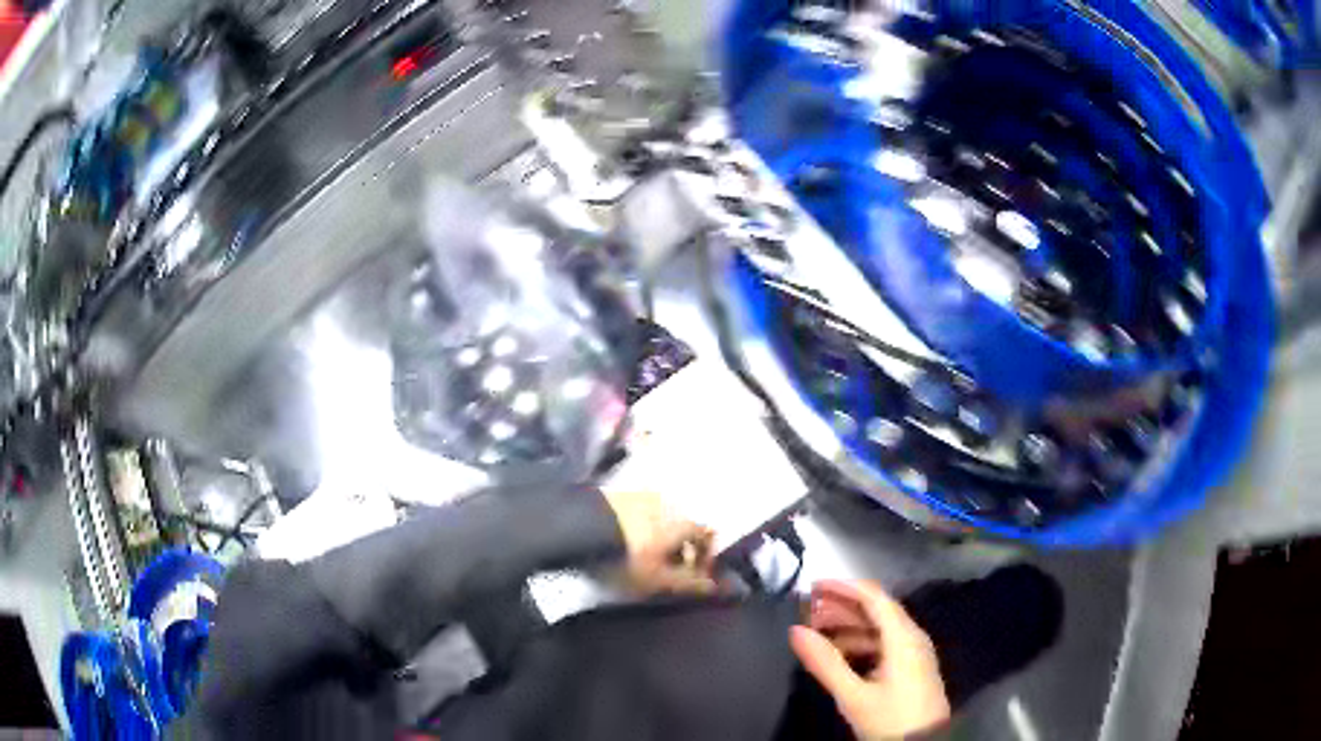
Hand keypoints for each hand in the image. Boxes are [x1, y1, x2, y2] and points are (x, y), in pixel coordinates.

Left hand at [603, 490, 717, 595]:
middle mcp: (667, 501)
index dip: (706, 556)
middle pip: (684, 526)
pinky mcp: (616, 494)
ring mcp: (640, 494)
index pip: (707, 534)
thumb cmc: (628, 557)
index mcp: (682, 519)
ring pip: (661, 519)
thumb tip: (717, 586)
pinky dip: (640, 529)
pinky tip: (623, 545)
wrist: (578, 527)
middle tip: (667, 572)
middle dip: (681, 549)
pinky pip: (639, 513)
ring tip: (643, 560)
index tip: (695, 575)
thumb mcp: (659, 579)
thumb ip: (691, 583)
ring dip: (659, 538)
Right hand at [791, 580, 950, 739]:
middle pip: (877, 609)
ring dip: (849, 625)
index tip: (813, 586)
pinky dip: (859, 641)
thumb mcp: (854, 695)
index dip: (844, 587)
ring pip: (880, 627)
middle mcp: (912, 637)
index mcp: (903, 637)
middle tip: (809, 610)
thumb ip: (825, 663)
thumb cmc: (890, 719)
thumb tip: (795, 631)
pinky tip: (839, 654)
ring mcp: (913, 652)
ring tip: (817, 632)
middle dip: (842, 606)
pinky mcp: (911, 667)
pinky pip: (884, 643)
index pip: (874, 597)